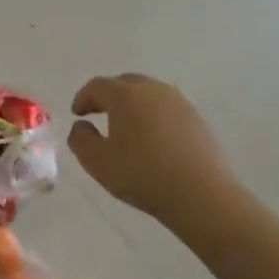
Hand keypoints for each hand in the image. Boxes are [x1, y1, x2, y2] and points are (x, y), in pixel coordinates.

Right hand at [67, 73, 237, 222]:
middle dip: (108, 95)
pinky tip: (152, 138)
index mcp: (125, 95)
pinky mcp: (197, 119)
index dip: (83, 98)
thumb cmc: (142, 175)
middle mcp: (152, 90)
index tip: (77, 114)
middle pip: (125, 83)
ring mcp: (179, 103)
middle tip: (99, 113)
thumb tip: (82, 125)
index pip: (97, 86)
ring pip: (149, 93)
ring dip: (133, 104)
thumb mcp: (97, 162)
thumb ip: (80, 138)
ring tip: (126, 126)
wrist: (202, 194)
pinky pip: (167, 108)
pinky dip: (153, 115)